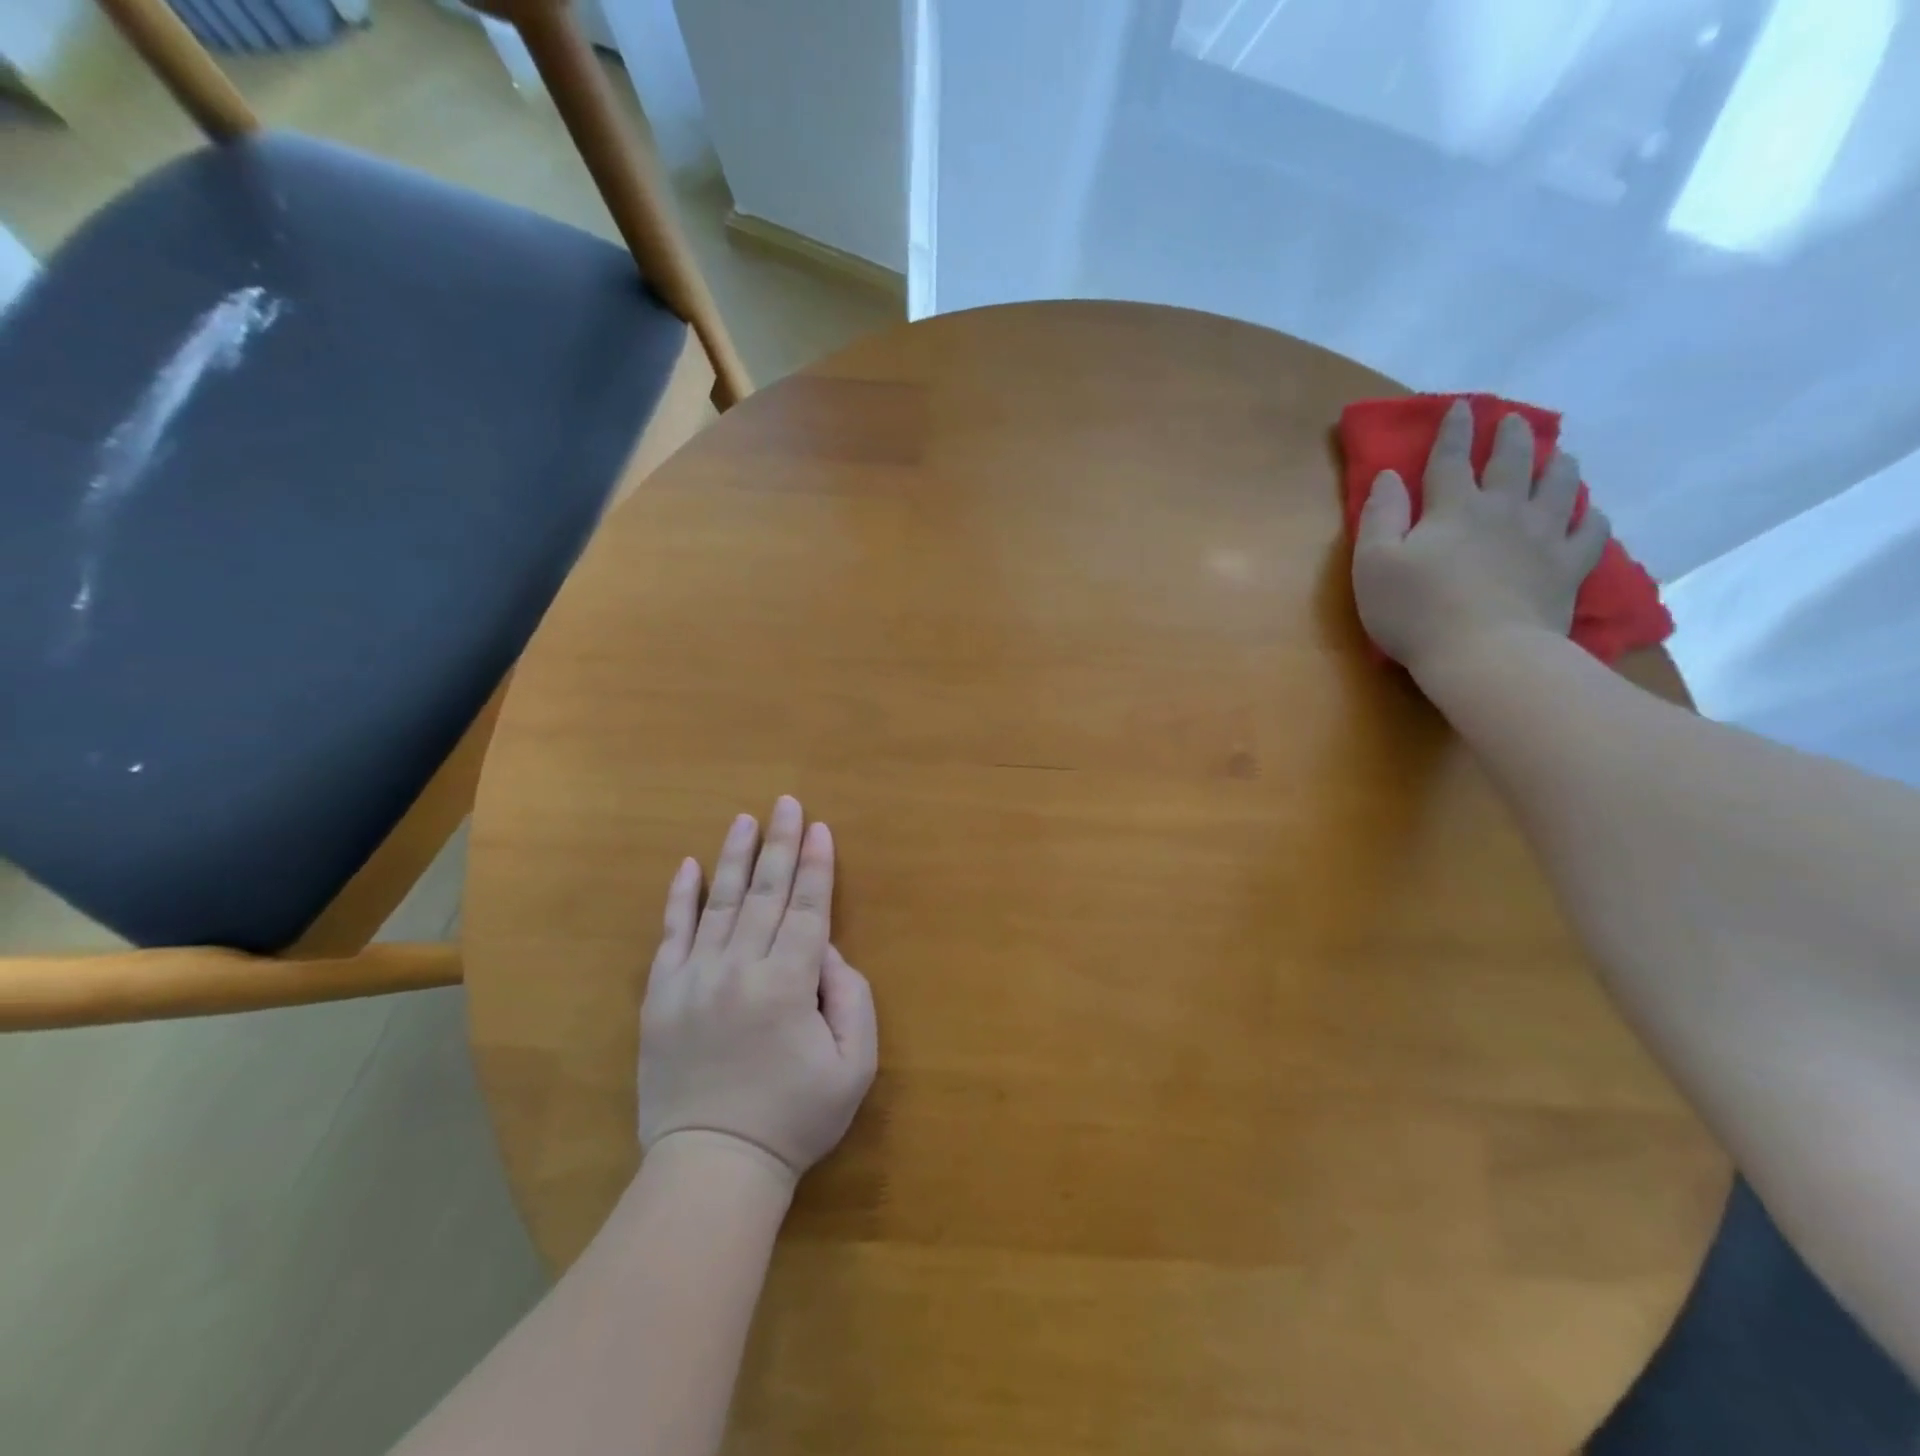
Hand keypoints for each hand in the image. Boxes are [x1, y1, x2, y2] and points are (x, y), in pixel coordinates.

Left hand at [639, 796, 878, 1183]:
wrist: (712, 1165)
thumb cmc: (794, 1118)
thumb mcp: (854, 1067)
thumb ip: (851, 998)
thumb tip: (827, 951)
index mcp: (789, 983)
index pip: (809, 908)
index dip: (817, 865)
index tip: (821, 827)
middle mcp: (741, 967)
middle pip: (767, 893)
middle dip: (781, 843)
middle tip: (786, 803)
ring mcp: (695, 978)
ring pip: (720, 903)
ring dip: (736, 858)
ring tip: (745, 820)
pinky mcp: (661, 996)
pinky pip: (670, 935)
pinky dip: (679, 898)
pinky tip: (688, 866)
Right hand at [1352, 400, 1609, 678]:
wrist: (1485, 654)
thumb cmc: (1416, 611)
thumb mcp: (1374, 564)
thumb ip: (1379, 517)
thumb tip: (1389, 476)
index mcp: (1453, 508)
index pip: (1450, 459)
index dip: (1452, 430)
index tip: (1460, 407)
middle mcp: (1503, 510)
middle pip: (1512, 463)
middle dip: (1510, 437)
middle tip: (1514, 420)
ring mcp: (1542, 538)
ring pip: (1558, 488)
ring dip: (1557, 466)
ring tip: (1559, 455)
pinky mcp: (1568, 569)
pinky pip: (1590, 533)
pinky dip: (1592, 518)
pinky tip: (1591, 513)